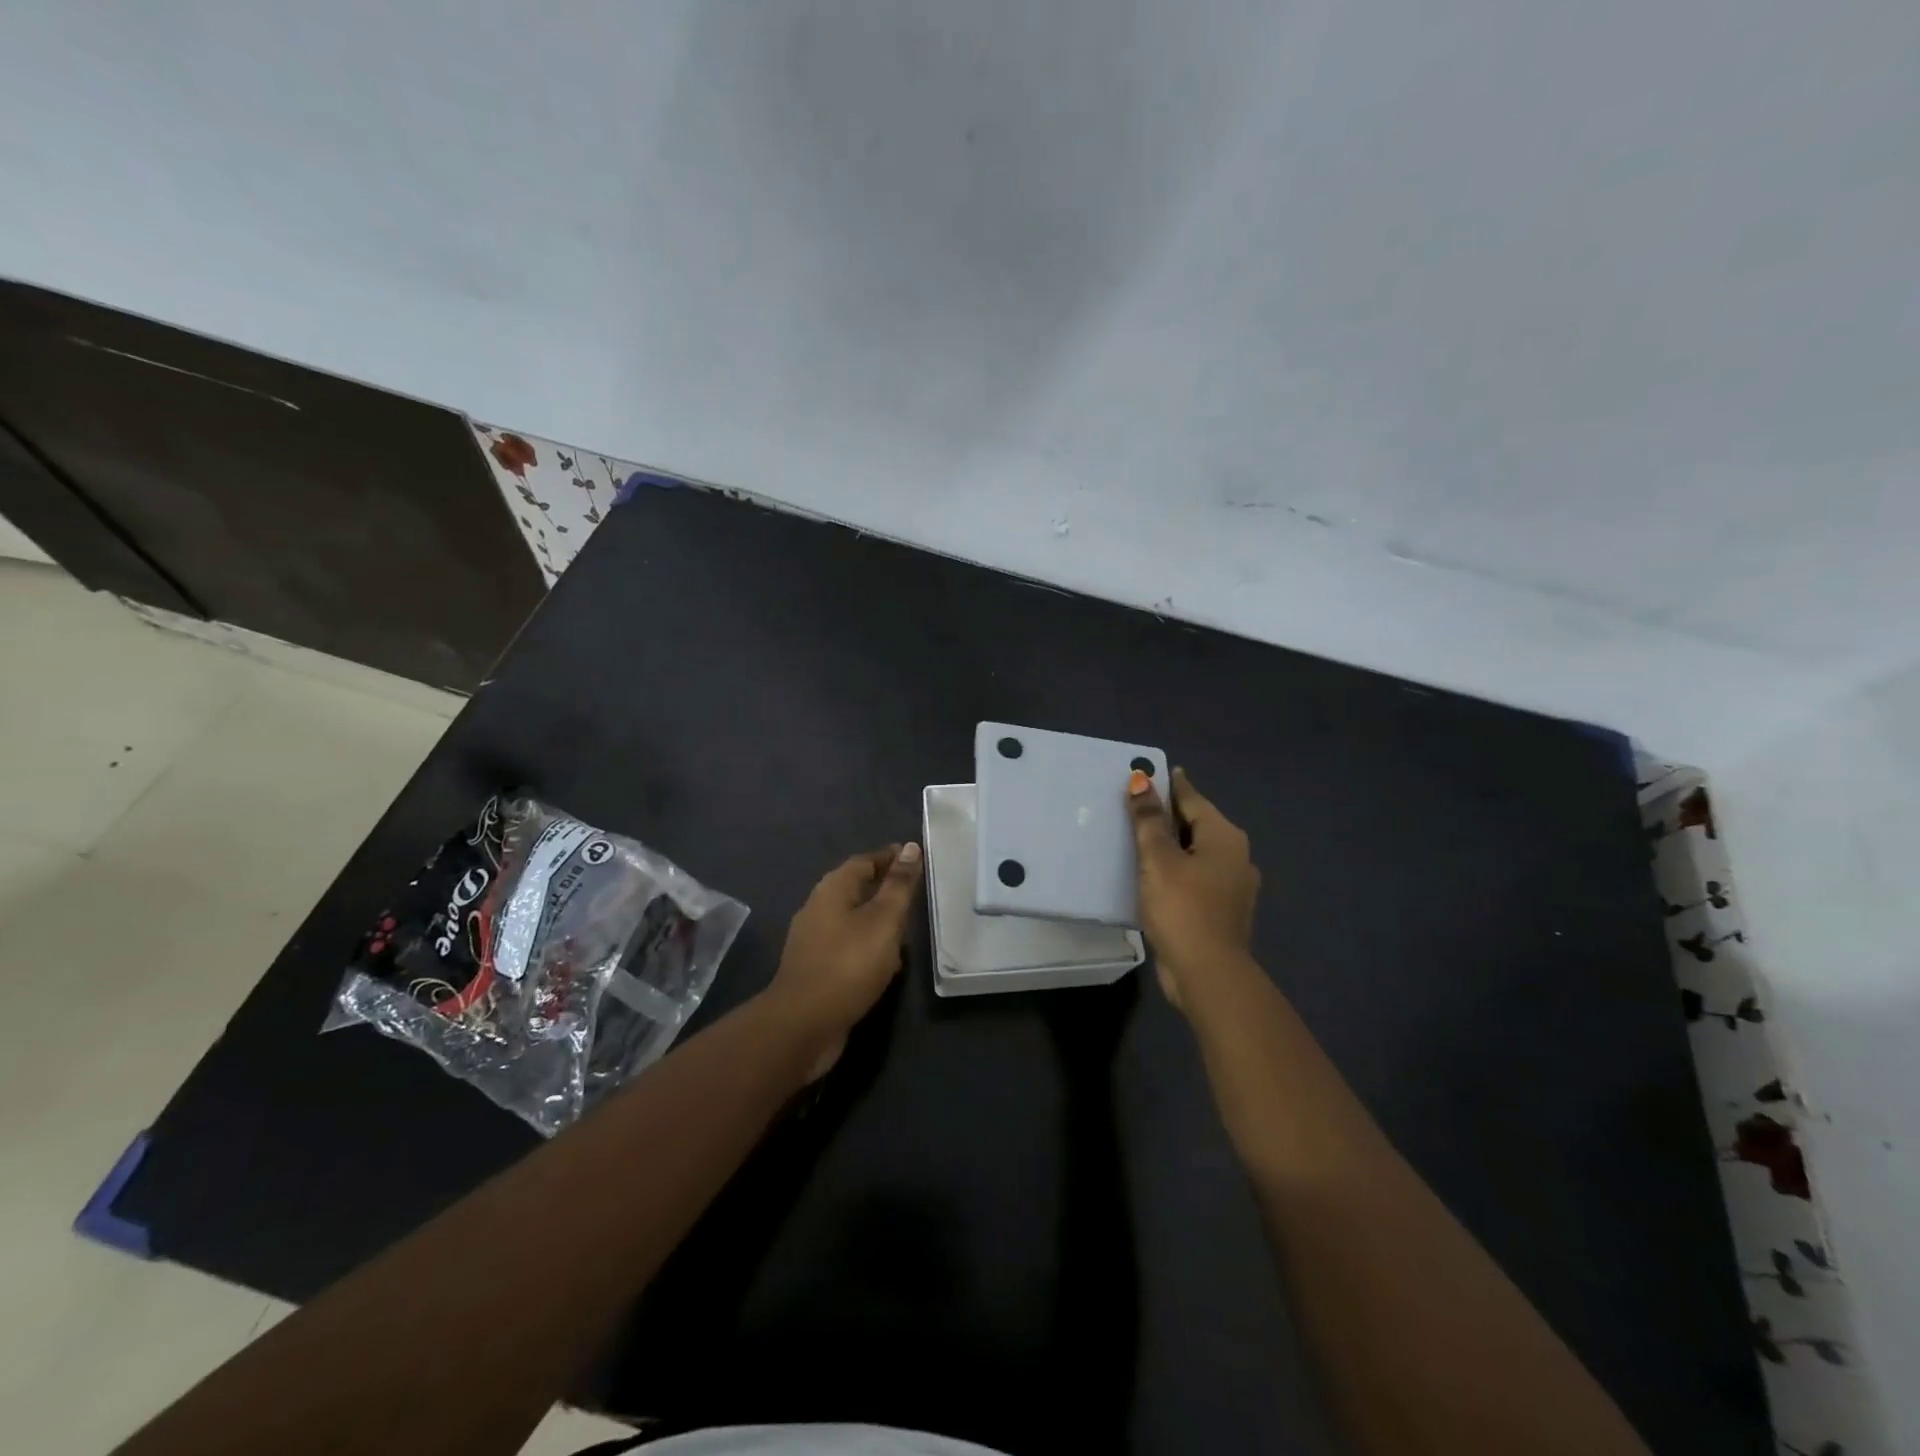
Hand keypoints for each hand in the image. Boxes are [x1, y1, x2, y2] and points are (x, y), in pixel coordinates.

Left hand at [768, 843, 922, 1077]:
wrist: (803, 1024)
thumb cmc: (848, 964)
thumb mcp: (883, 920)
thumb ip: (899, 885)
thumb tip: (910, 847)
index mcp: (832, 889)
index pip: (864, 861)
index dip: (890, 858)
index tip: (915, 857)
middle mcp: (818, 908)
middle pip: (855, 888)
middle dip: (883, 887)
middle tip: (915, 891)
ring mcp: (813, 940)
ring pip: (851, 919)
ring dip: (877, 918)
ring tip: (906, 926)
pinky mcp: (815, 969)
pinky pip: (847, 946)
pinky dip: (868, 945)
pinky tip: (886, 961)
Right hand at [1126, 768, 1259, 1010]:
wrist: (1207, 974)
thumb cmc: (1182, 907)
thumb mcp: (1158, 859)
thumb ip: (1148, 819)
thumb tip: (1141, 780)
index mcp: (1225, 837)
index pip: (1192, 799)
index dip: (1169, 786)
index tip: (1148, 773)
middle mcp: (1236, 856)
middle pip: (1196, 825)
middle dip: (1168, 815)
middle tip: (1135, 805)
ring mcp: (1232, 886)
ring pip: (1196, 854)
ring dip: (1171, 846)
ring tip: (1138, 839)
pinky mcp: (1221, 911)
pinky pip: (1195, 878)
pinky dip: (1175, 870)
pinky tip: (1153, 876)